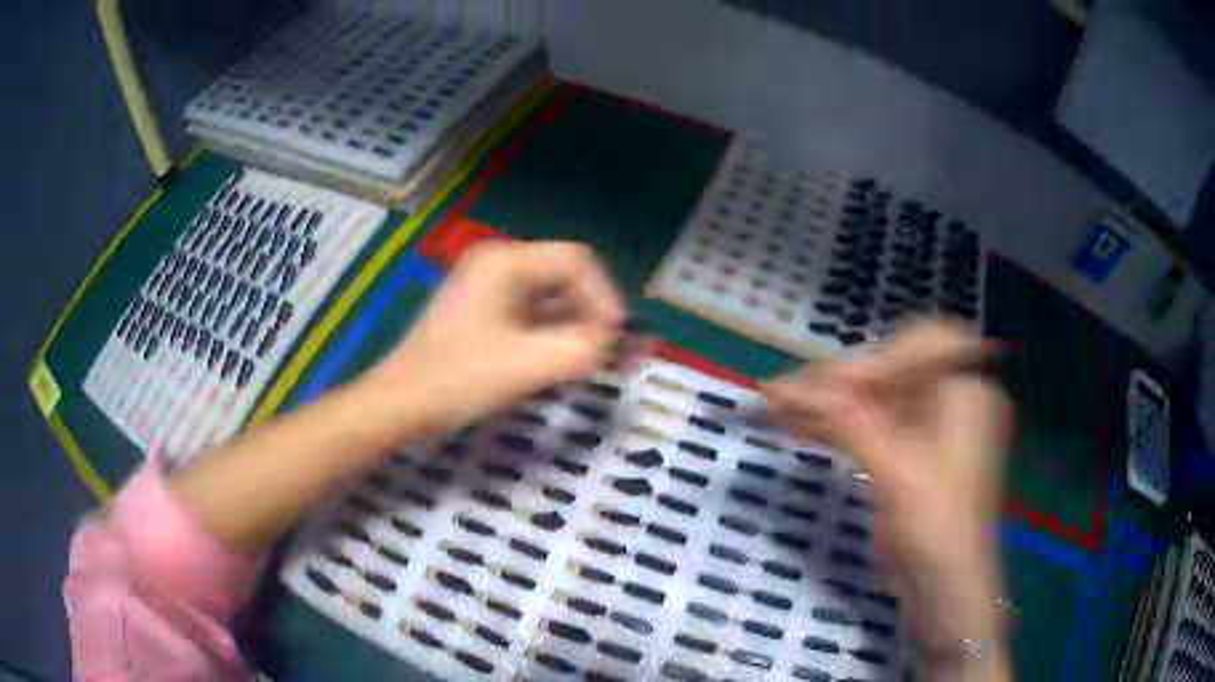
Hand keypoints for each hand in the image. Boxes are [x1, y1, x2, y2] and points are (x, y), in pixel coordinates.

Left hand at [362, 241, 624, 437]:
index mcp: (504, 262)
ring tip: (604, 360)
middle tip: (618, 353)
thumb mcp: (526, 366)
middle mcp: (498, 265)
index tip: (617, 340)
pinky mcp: (486, 314)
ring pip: (552, 299)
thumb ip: (582, 349)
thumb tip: (617, 343)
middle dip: (596, 314)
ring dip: (580, 327)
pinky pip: (534, 316)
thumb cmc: (456, 380)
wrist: (400, 405)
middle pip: (566, 278)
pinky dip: (558, 336)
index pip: (576, 261)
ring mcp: (490, 290)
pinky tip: (572, 362)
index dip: (605, 297)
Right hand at [764, 320, 1011, 674]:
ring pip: (871, 400)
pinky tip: (792, 426)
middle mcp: (949, 399)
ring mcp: (927, 427)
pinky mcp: (905, 454)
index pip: (919, 346)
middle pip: (889, 371)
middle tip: (782, 392)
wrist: (944, 592)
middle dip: (837, 382)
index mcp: (966, 392)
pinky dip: (832, 427)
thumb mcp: (897, 475)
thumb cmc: (937, 532)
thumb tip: (793, 386)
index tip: (825, 386)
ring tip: (773, 407)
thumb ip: (850, 423)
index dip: (874, 359)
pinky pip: (866, 427)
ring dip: (825, 404)